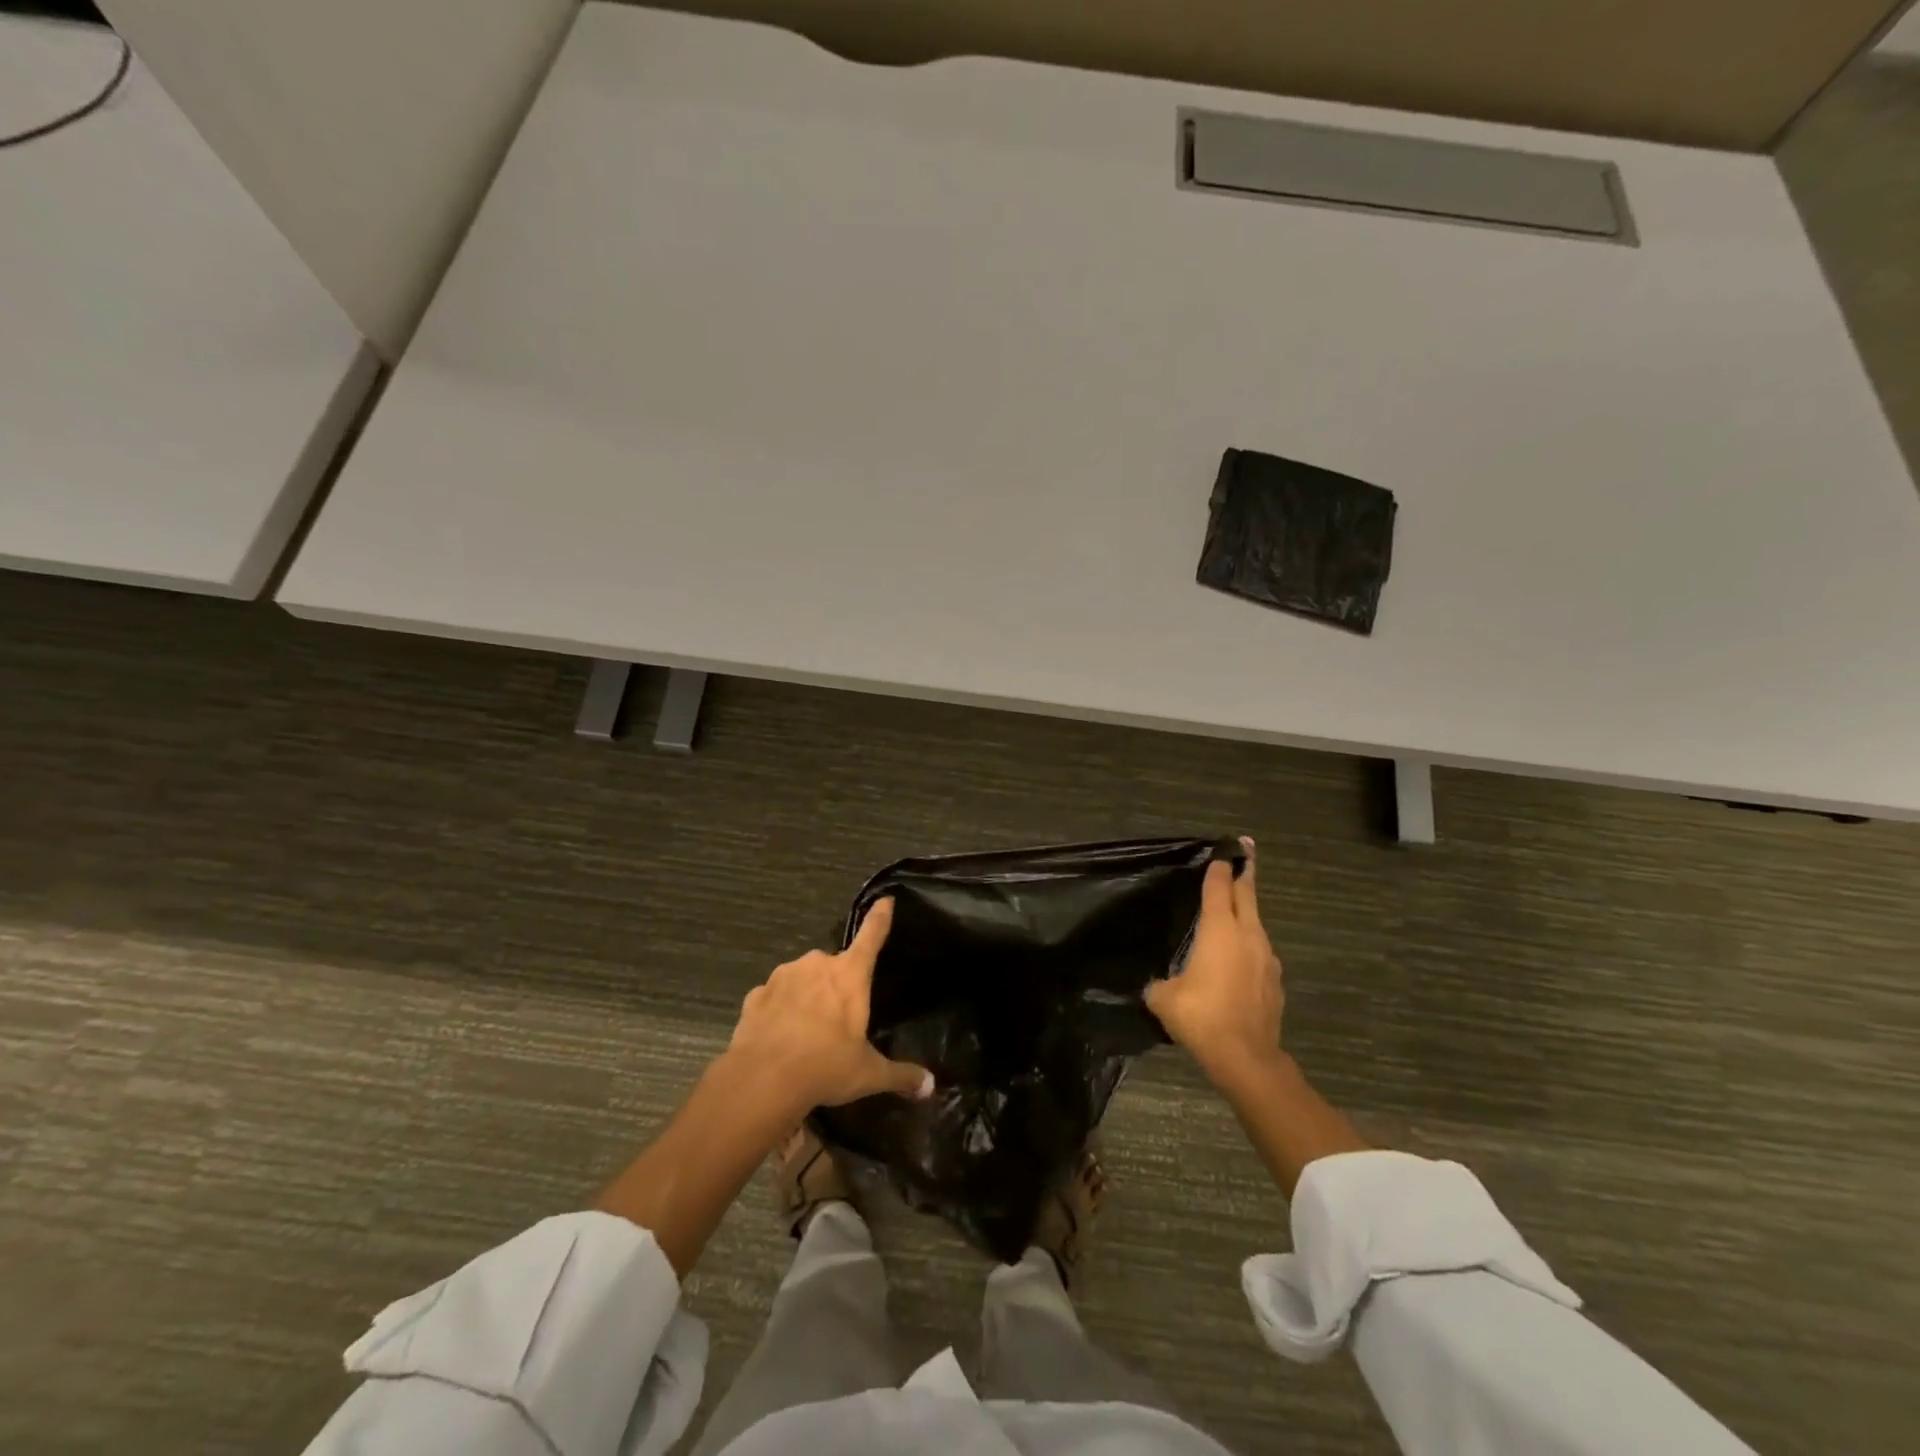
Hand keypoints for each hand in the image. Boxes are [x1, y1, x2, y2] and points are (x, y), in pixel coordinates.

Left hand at [723, 897, 933, 1118]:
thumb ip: (900, 1075)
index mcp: (849, 975)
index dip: (880, 918)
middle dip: (836, 986)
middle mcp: (817, 965)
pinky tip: (779, 1036)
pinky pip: (774, 997)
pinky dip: (778, 1010)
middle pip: (834, 966)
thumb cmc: (825, 1066)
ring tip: (806, 1033)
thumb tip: (930, 1085)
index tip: (885, 900)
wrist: (762, 1080)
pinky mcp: (755, 995)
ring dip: (806, 996)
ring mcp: (782, 976)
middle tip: (837, 1020)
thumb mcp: (868, 1074)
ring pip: (802, 979)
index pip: (872, 937)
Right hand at [1145, 839, 1283, 1083]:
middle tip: (1245, 851)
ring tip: (1235, 909)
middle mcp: (1248, 936)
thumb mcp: (1164, 998)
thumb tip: (1158, 985)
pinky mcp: (1275, 982)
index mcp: (1219, 929)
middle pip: (1247, 896)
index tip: (1222, 851)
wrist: (1246, 1058)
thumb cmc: (1202, 1016)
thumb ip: (1159, 984)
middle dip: (1245, 872)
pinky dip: (1249, 946)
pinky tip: (1238, 960)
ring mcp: (1266, 959)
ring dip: (1247, 912)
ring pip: (1256, 924)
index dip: (1219, 868)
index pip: (1219, 887)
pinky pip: (1260, 953)